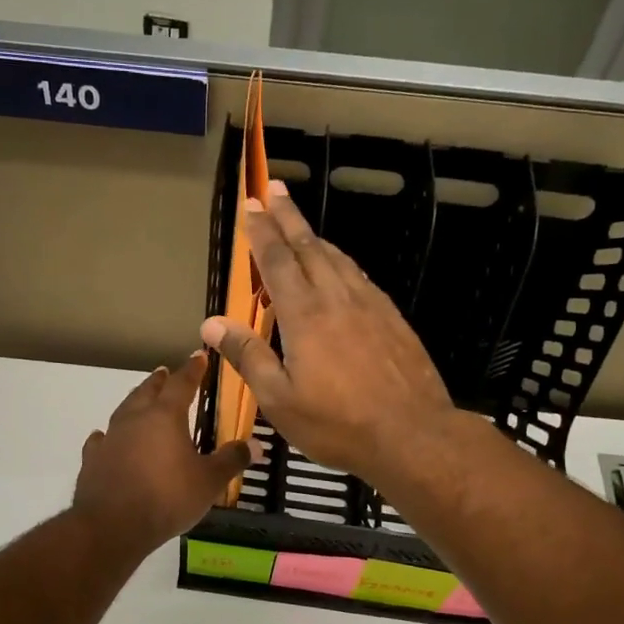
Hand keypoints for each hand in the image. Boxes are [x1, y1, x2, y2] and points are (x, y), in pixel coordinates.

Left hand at [72, 351, 252, 558]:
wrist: (112, 526)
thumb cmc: (167, 497)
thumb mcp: (209, 481)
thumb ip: (232, 460)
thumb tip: (257, 444)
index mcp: (165, 416)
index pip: (182, 383)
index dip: (192, 370)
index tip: (198, 357)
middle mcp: (135, 419)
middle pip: (147, 391)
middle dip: (159, 381)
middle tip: (164, 372)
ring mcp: (110, 438)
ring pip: (123, 410)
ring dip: (134, 402)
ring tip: (140, 400)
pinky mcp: (93, 460)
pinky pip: (101, 440)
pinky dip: (107, 436)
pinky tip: (104, 437)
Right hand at [199, 182, 458, 486]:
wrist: (412, 433)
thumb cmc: (337, 423)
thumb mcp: (280, 399)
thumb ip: (248, 356)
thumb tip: (212, 323)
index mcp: (305, 315)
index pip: (277, 261)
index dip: (262, 232)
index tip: (251, 205)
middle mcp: (337, 298)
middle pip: (309, 246)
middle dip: (289, 217)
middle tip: (276, 190)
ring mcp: (370, 305)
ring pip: (338, 259)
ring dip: (315, 237)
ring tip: (300, 225)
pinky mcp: (392, 319)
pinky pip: (360, 277)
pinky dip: (341, 262)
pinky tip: (341, 270)